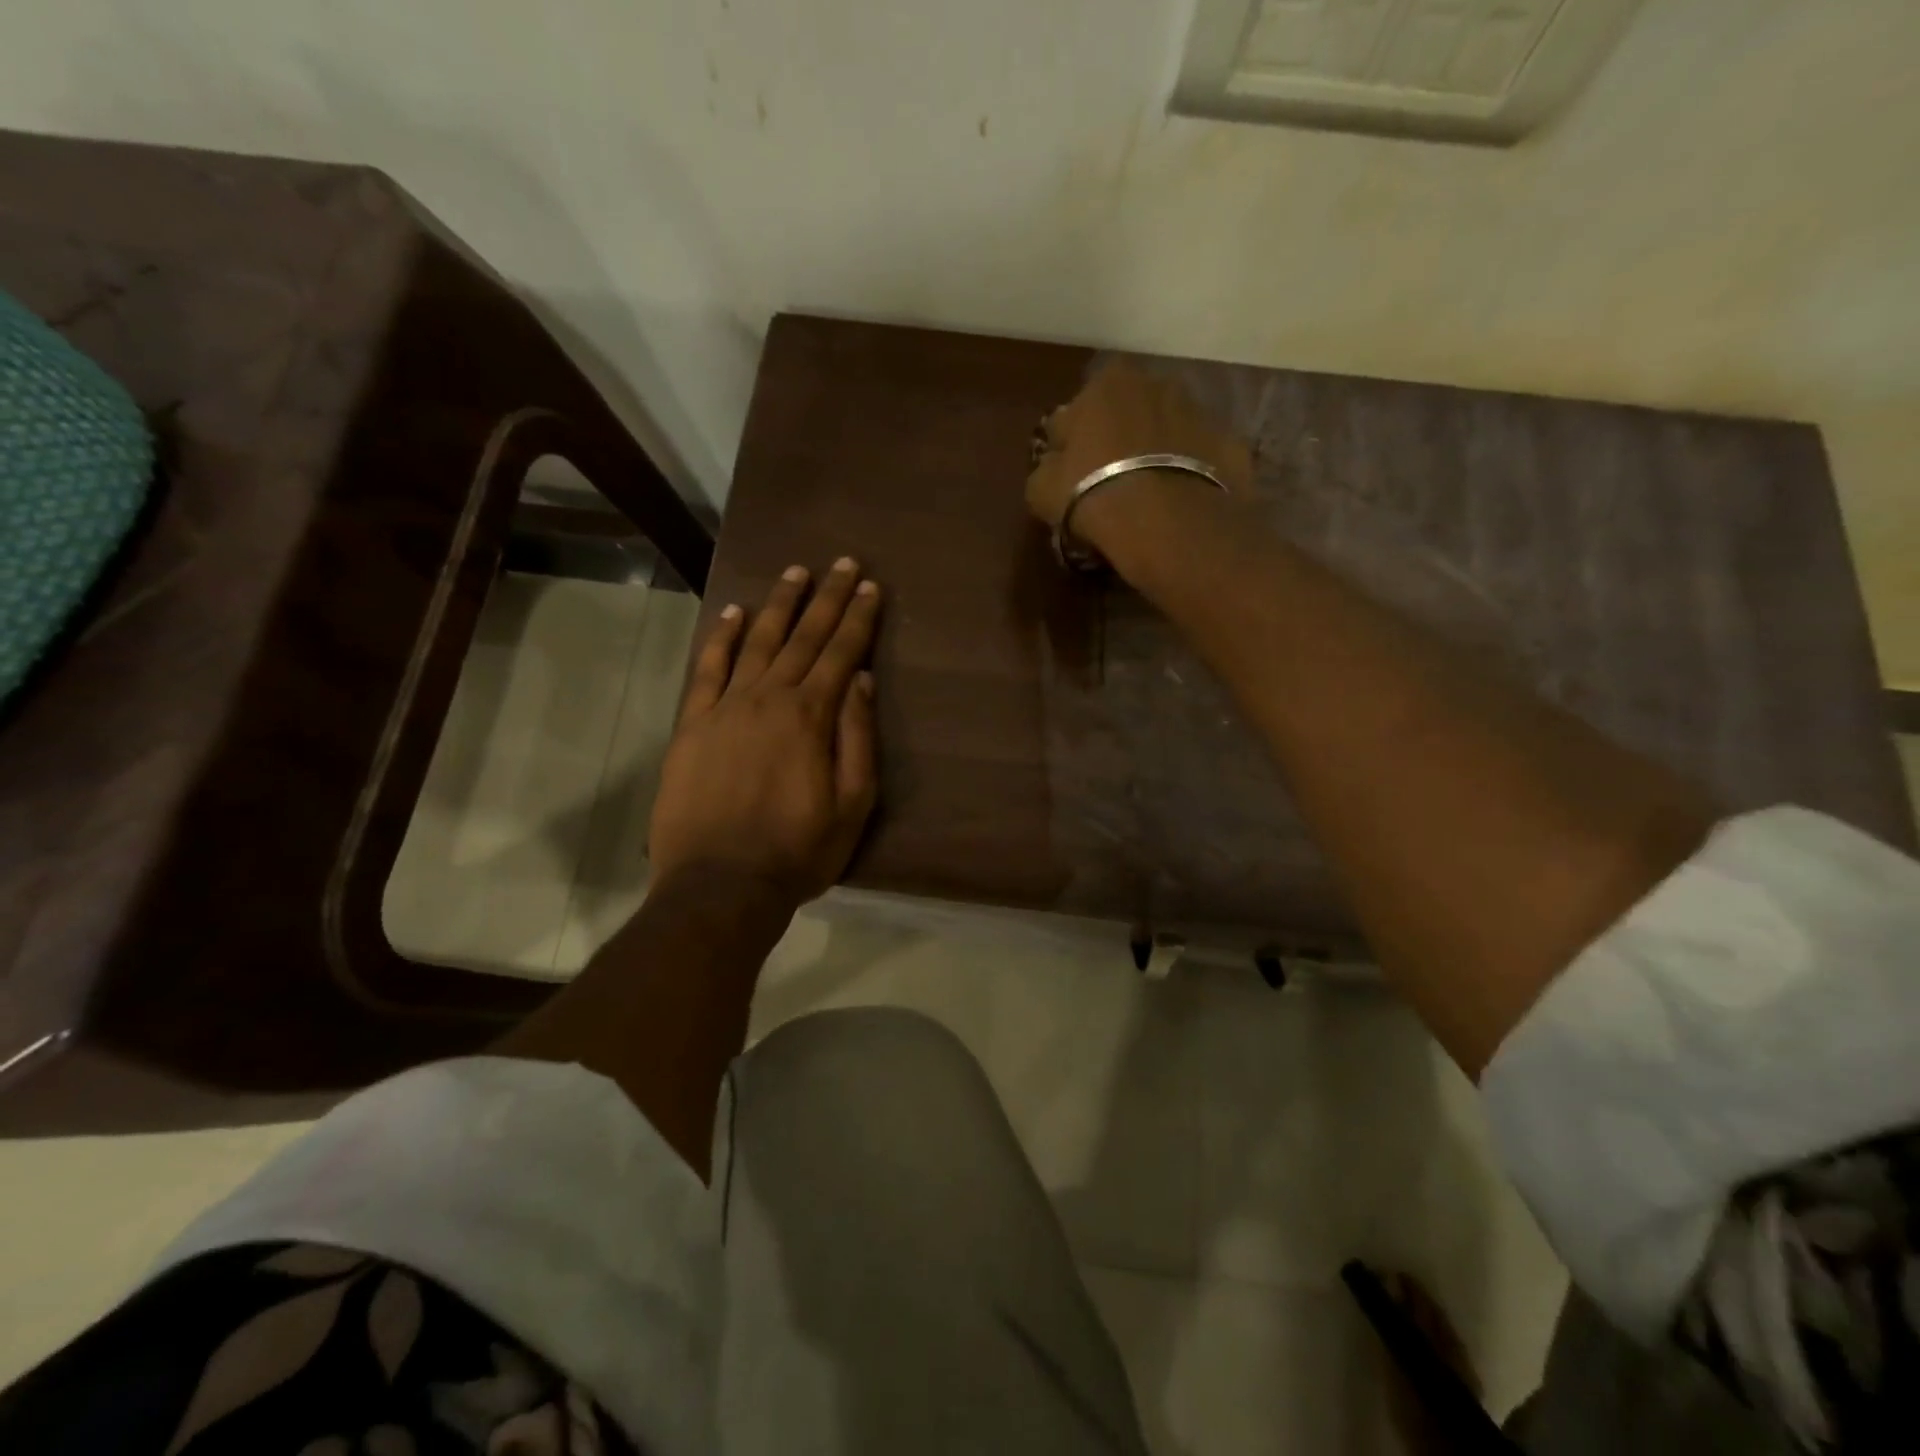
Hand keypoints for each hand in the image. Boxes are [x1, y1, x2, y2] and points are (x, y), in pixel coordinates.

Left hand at [649, 558, 881, 906]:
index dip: (858, 619)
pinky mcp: (692, 725)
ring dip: (779, 605)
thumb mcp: (852, 804)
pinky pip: (707, 670)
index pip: (841, 653)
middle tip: (842, 563)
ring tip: (796, 573)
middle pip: (802, 638)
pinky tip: (735, 614)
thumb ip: (857, 738)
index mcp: (811, 717)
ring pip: (757, 643)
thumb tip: (859, 681)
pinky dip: (722, 639)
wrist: (720, 885)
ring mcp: (725, 708)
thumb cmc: (798, 851)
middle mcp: (768, 698)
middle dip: (826, 598)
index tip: (870, 586)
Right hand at [1026, 362, 1254, 555]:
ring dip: (1154, 453)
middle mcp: (1156, 383)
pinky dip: (1188, 473)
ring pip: (1165, 432)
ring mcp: (1199, 410)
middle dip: (1116, 441)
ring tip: (1146, 496)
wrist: (1168, 520)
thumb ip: (1046, 467)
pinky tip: (1177, 503)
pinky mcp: (1229, 444)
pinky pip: (1198, 458)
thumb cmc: (1093, 495)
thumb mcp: (1042, 489)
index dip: (1068, 446)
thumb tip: (1055, 465)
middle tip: (1107, 484)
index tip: (1068, 476)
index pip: (1074, 413)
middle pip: (1125, 414)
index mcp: (1106, 383)